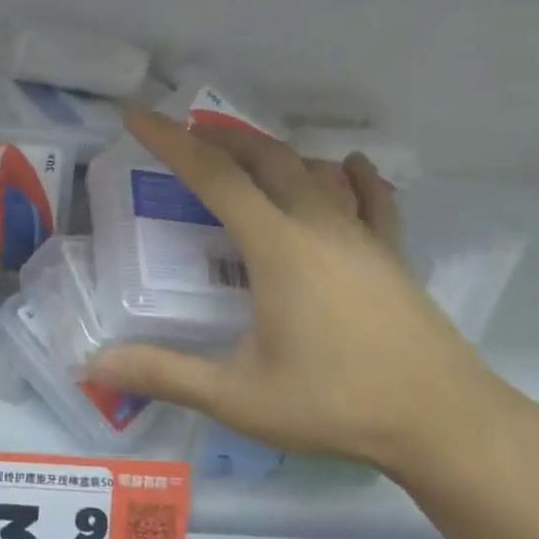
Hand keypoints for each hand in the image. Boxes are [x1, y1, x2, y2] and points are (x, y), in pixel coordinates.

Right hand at [84, 111, 516, 477]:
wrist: (443, 422)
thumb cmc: (334, 404)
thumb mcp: (238, 397)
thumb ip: (165, 374)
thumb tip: (94, 366)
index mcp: (277, 248)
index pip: (215, 178)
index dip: (172, 143)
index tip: (138, 117)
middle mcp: (320, 226)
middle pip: (266, 158)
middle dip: (221, 138)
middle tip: (186, 133)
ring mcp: (363, 237)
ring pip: (314, 171)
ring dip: (273, 153)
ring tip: (244, 153)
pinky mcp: (392, 255)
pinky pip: (370, 198)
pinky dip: (350, 177)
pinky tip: (348, 167)